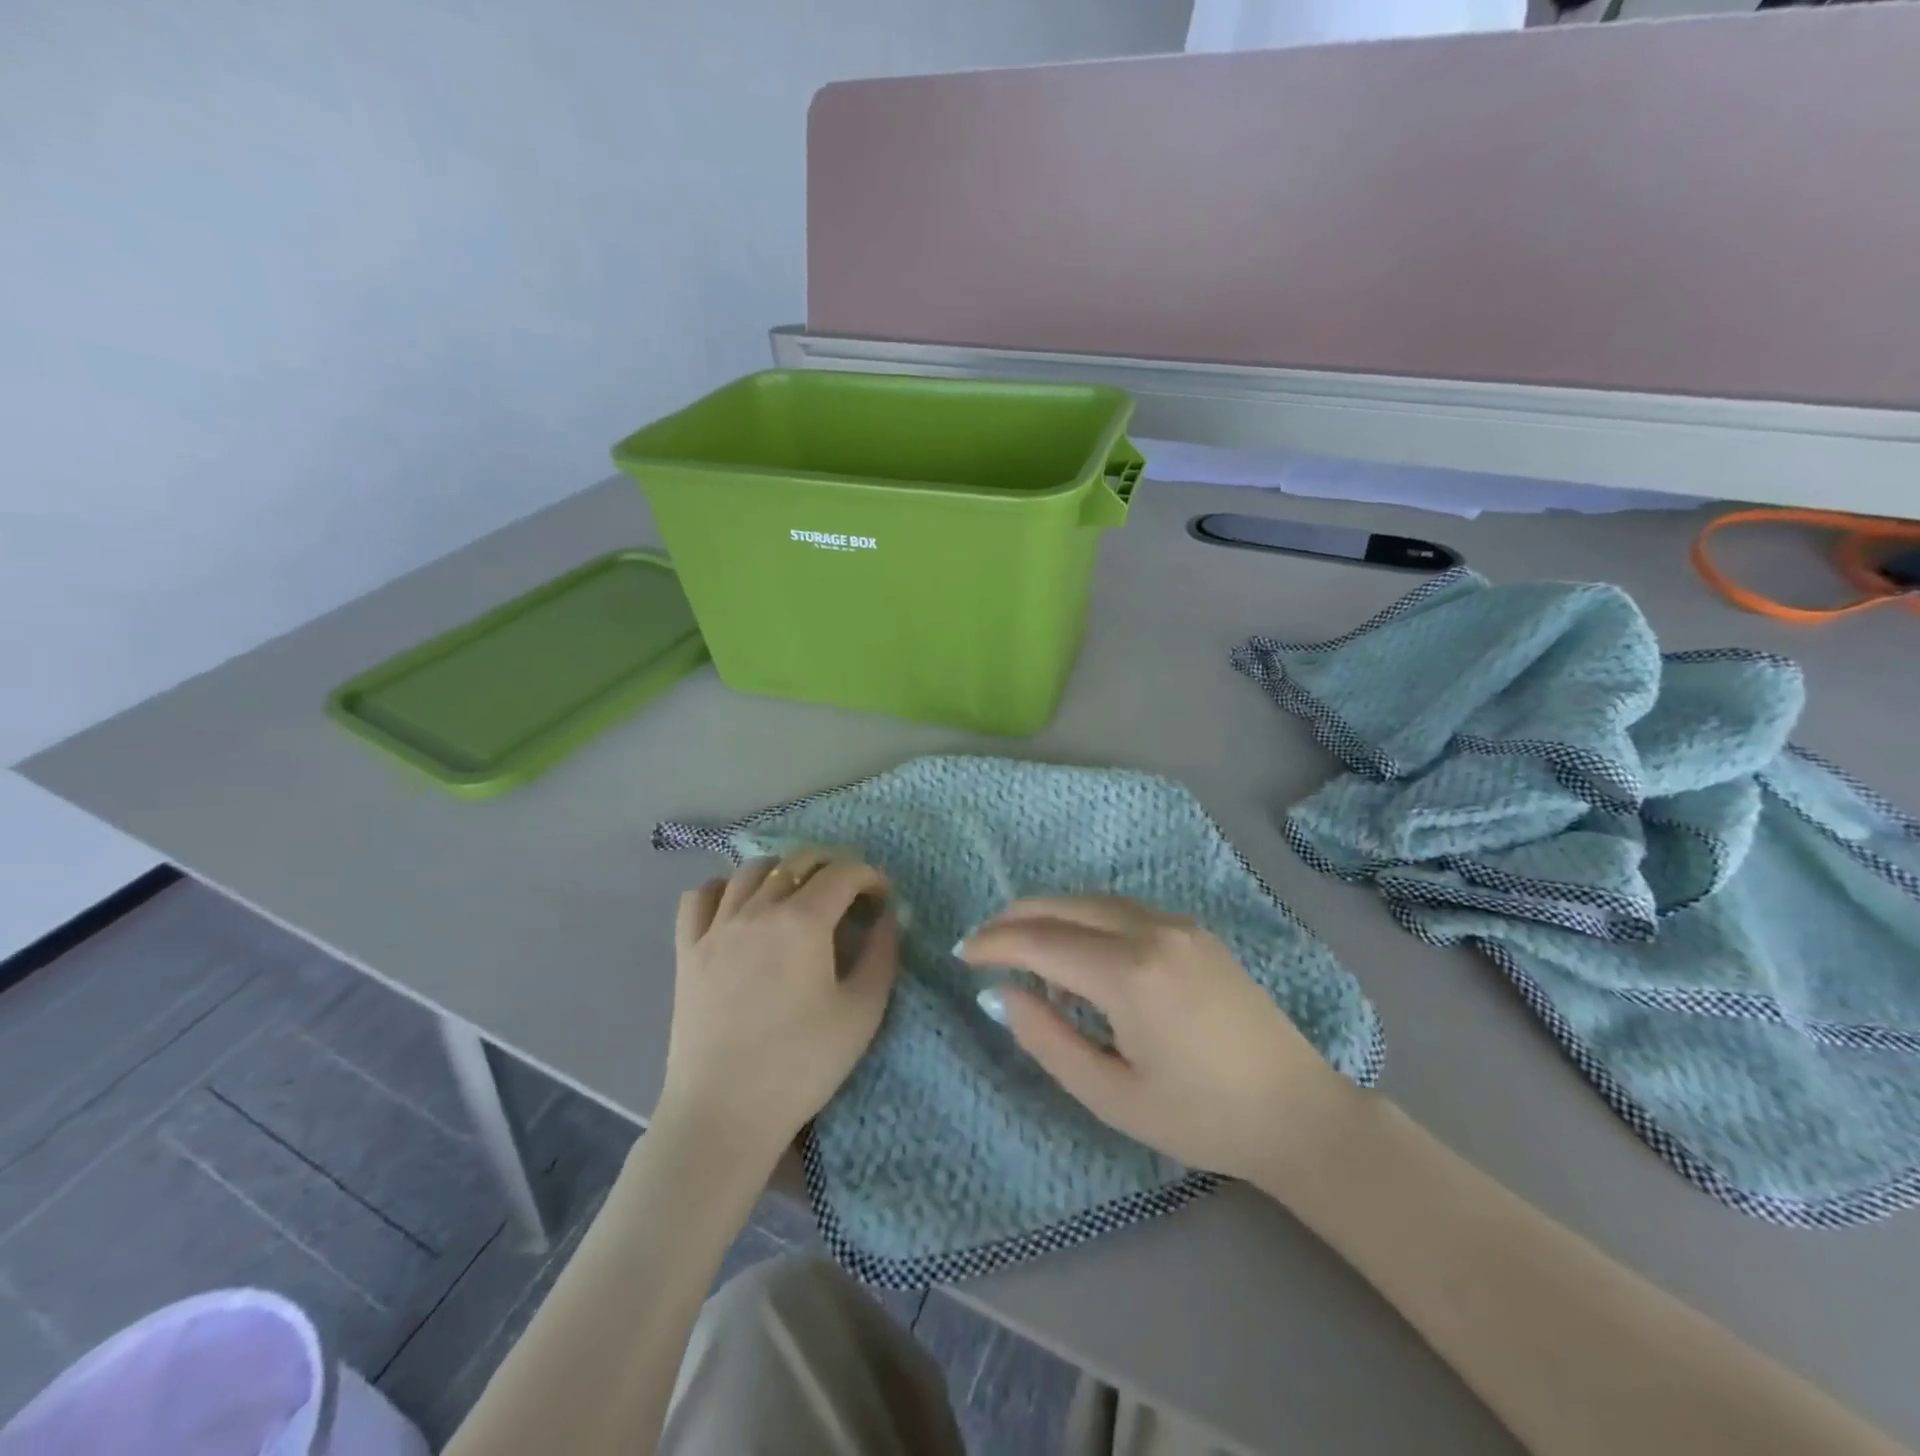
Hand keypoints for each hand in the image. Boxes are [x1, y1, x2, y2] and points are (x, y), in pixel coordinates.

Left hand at [656, 849, 898, 1170]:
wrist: (723, 1114)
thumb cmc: (801, 1065)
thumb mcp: (862, 1012)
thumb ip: (882, 954)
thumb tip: (887, 917)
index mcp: (803, 922)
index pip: (843, 873)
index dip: (870, 876)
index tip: (882, 897)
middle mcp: (757, 910)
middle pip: (798, 861)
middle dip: (832, 866)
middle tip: (850, 892)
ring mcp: (716, 927)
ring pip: (750, 870)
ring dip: (783, 871)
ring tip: (798, 895)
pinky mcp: (687, 950)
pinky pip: (700, 896)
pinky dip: (725, 888)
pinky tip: (739, 906)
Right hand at [961, 897, 1352, 1180]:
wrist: (1298, 1112)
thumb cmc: (1200, 1117)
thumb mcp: (1111, 1095)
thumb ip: (1047, 1039)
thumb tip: (1002, 994)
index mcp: (1129, 972)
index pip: (1041, 940)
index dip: (995, 943)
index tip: (962, 954)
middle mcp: (1152, 930)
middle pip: (1064, 906)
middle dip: (1016, 918)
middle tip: (983, 943)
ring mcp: (1178, 924)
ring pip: (1093, 902)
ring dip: (1052, 918)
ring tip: (1025, 954)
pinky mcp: (1194, 931)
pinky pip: (1123, 912)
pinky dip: (1087, 923)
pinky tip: (1081, 958)